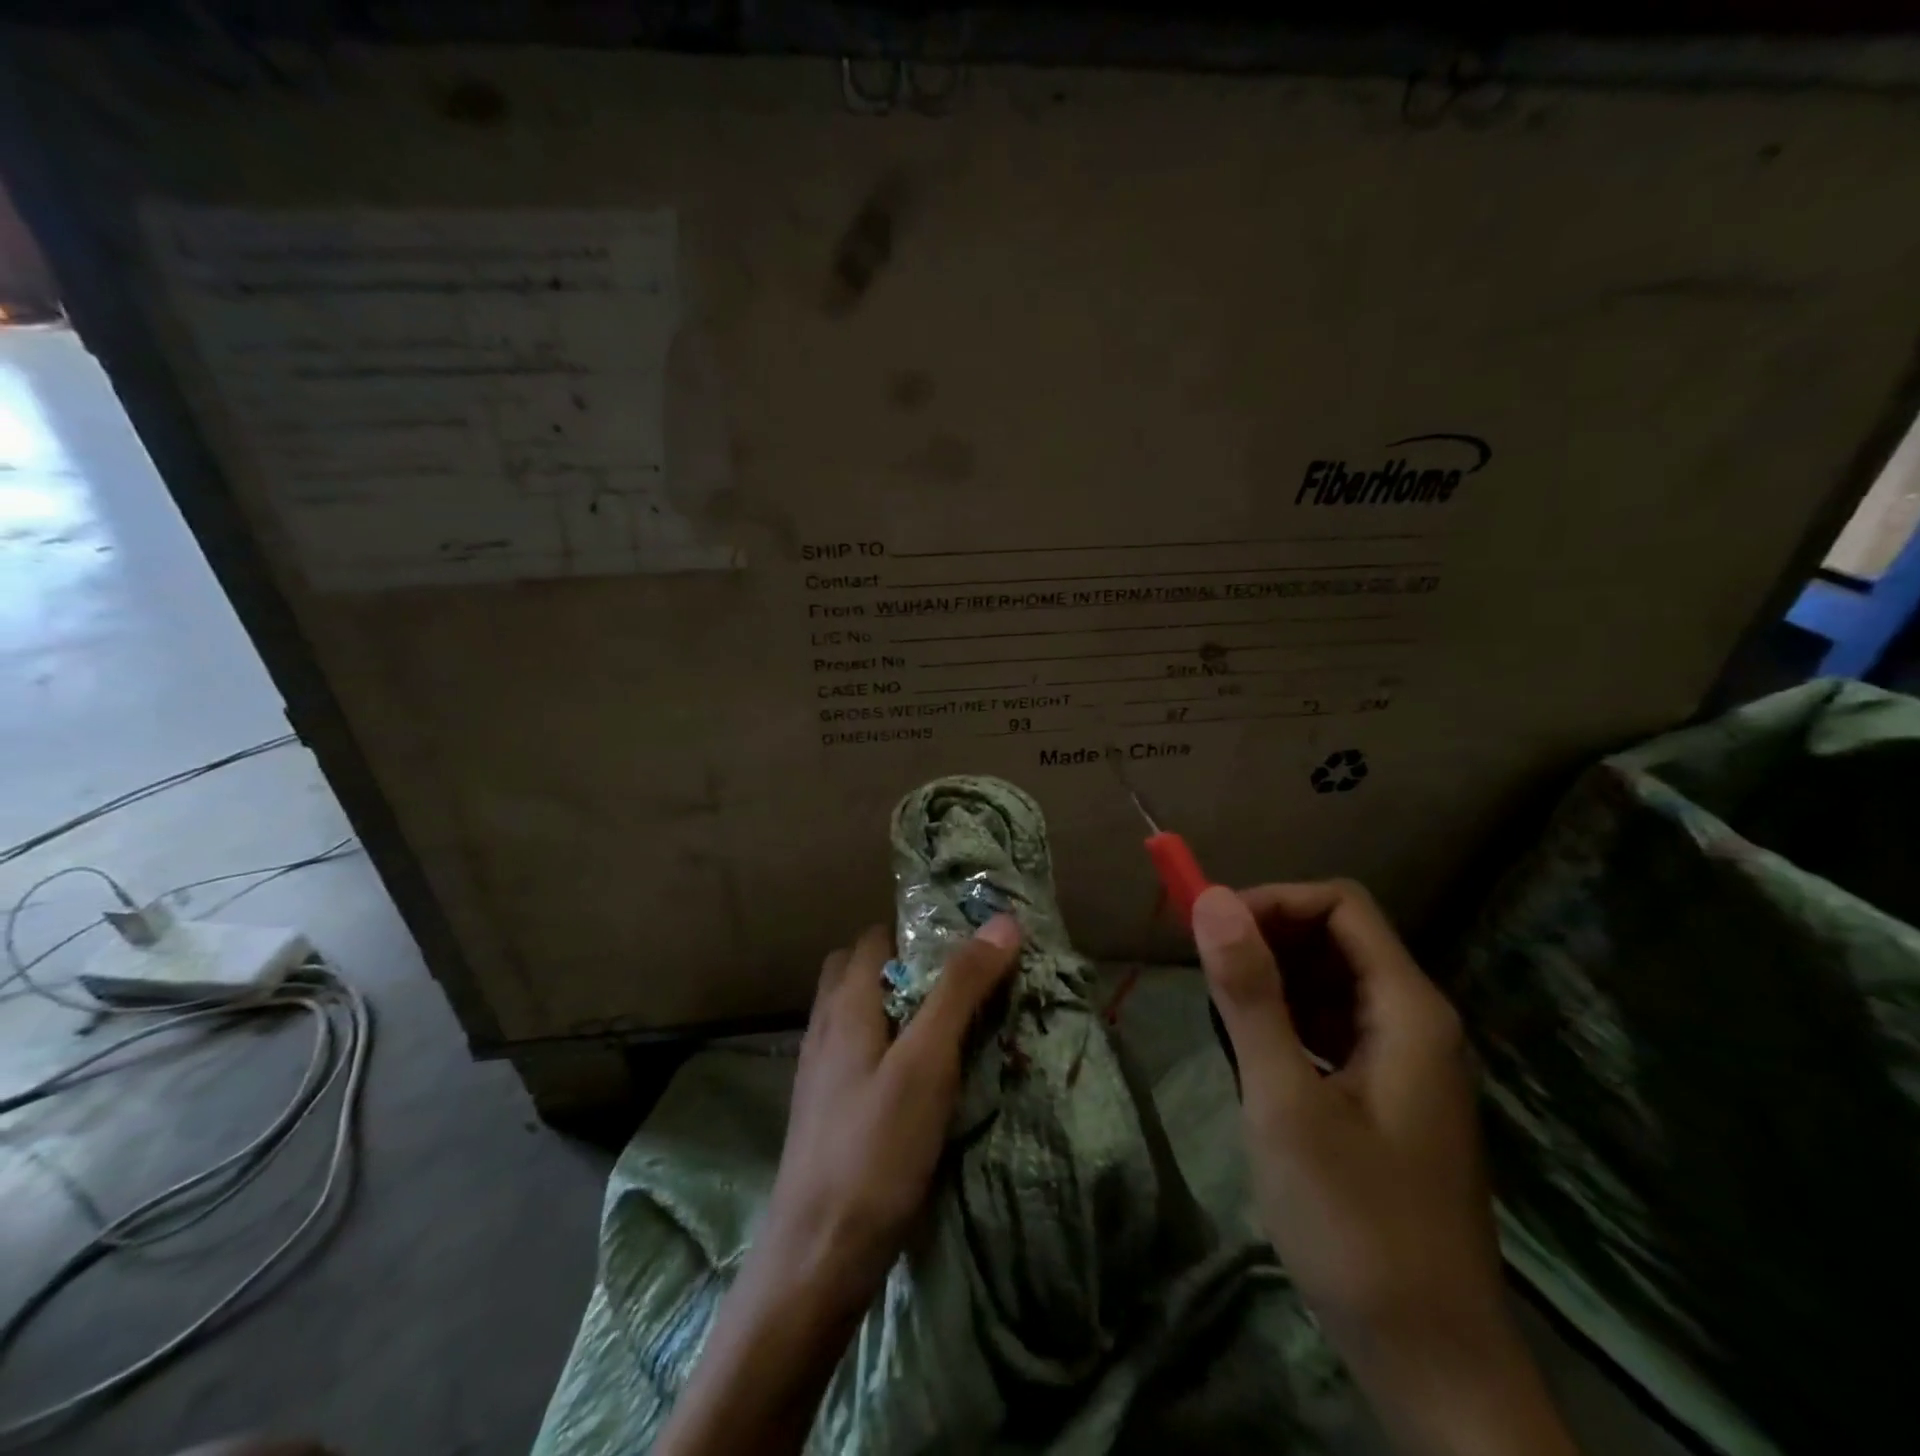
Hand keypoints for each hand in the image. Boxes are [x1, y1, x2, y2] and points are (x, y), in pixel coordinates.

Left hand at [656, 916, 1021, 1455]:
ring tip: (947, 1030)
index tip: (966, 943)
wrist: (816, 1258)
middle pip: (857, 973)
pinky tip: (918, 1082)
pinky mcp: (826, 1113)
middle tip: (957, 987)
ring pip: (856, 1016)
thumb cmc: (875, 1150)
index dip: (916, 932)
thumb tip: (1001, 921)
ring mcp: (820, 1074)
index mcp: (845, 1006)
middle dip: (903, 968)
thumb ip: (960, 989)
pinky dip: (886, 1049)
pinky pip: (857, 1056)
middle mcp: (825, 1029)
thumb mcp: (927, 1062)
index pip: (874, 939)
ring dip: (896, 1009)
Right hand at [1194, 881, 1575, 1455]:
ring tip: (1221, 1016)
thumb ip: (1250, 995)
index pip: (1340, 905)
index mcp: (1406, 1010)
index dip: (1273, 901)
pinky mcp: (1388, 1096)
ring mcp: (1404, 1061)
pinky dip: (1287, 1021)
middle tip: (1206, 975)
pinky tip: (1254, 1058)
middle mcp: (1414, 1021)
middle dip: (1266, 939)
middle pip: (1336, 938)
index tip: (1211, 930)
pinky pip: (1332, 1027)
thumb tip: (1213, 898)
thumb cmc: (1355, 1224)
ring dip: (1272, 981)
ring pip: (1330, 983)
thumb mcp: (1285, 1101)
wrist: (1431, 1362)